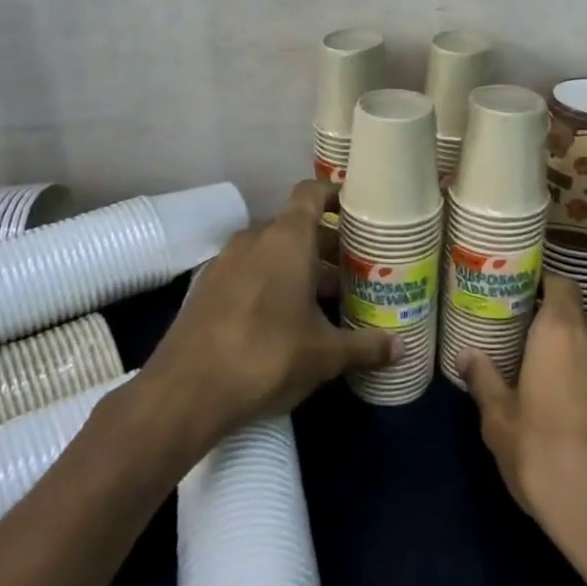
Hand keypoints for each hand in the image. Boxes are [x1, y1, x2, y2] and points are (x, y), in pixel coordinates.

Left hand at [139, 180, 393, 452]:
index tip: (359, 213)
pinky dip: (272, 283)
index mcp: (286, 239)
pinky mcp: (206, 288)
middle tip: (357, 270)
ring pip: (272, 252)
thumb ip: (365, 345)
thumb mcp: (325, 355)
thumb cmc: (266, 357)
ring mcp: (225, 262)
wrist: (184, 392)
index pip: (311, 193)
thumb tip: (402, 348)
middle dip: (327, 246)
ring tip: (329, 300)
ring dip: (300, 268)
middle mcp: (254, 239)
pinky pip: (249, 272)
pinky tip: (288, 319)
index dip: (335, 196)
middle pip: (296, 227)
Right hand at [461, 275, 586, 585]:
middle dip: (556, 328)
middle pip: (578, 316)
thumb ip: (484, 380)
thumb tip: (466, 353)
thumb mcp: (500, 424)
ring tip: (557, 383)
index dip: (541, 287)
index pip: (559, 284)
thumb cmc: (548, 459)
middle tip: (527, 348)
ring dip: (582, 357)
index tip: (520, 302)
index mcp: (562, 331)